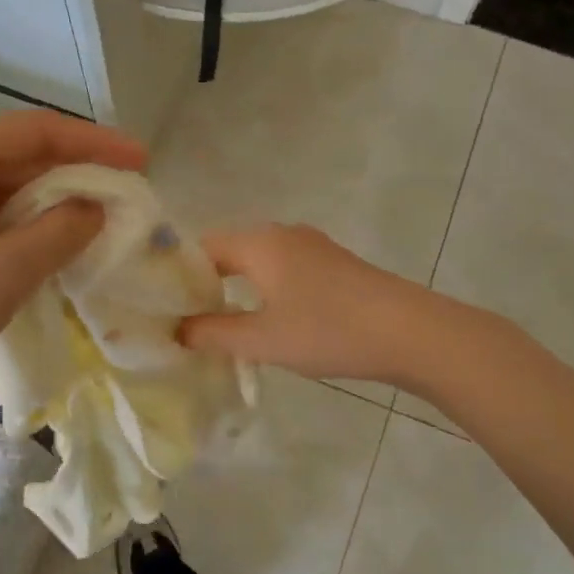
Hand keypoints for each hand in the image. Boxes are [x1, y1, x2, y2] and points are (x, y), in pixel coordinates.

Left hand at [0, 111, 146, 413]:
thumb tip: (97, 208)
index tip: (143, 161)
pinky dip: (35, 225)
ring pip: (13, 187)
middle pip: (24, 154)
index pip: (36, 131)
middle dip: (80, 172)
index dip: (95, 143)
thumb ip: (62, 230)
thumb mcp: (6, 270)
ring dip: (60, 201)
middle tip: (131, 193)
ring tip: (108, 217)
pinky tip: (65, 242)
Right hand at [178, 225, 446, 385]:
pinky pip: (283, 269)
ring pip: (258, 260)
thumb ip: (214, 333)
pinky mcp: (333, 264)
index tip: (163, 308)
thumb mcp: (263, 339)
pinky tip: (267, 318)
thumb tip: (177, 330)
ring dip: (237, 287)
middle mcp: (283, 233)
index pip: (201, 247)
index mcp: (260, 242)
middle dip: (206, 283)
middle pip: (229, 250)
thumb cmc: (329, 331)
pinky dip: (265, 288)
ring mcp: (312, 246)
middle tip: (186, 320)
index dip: (178, 275)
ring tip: (221, 323)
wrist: (409, 332)